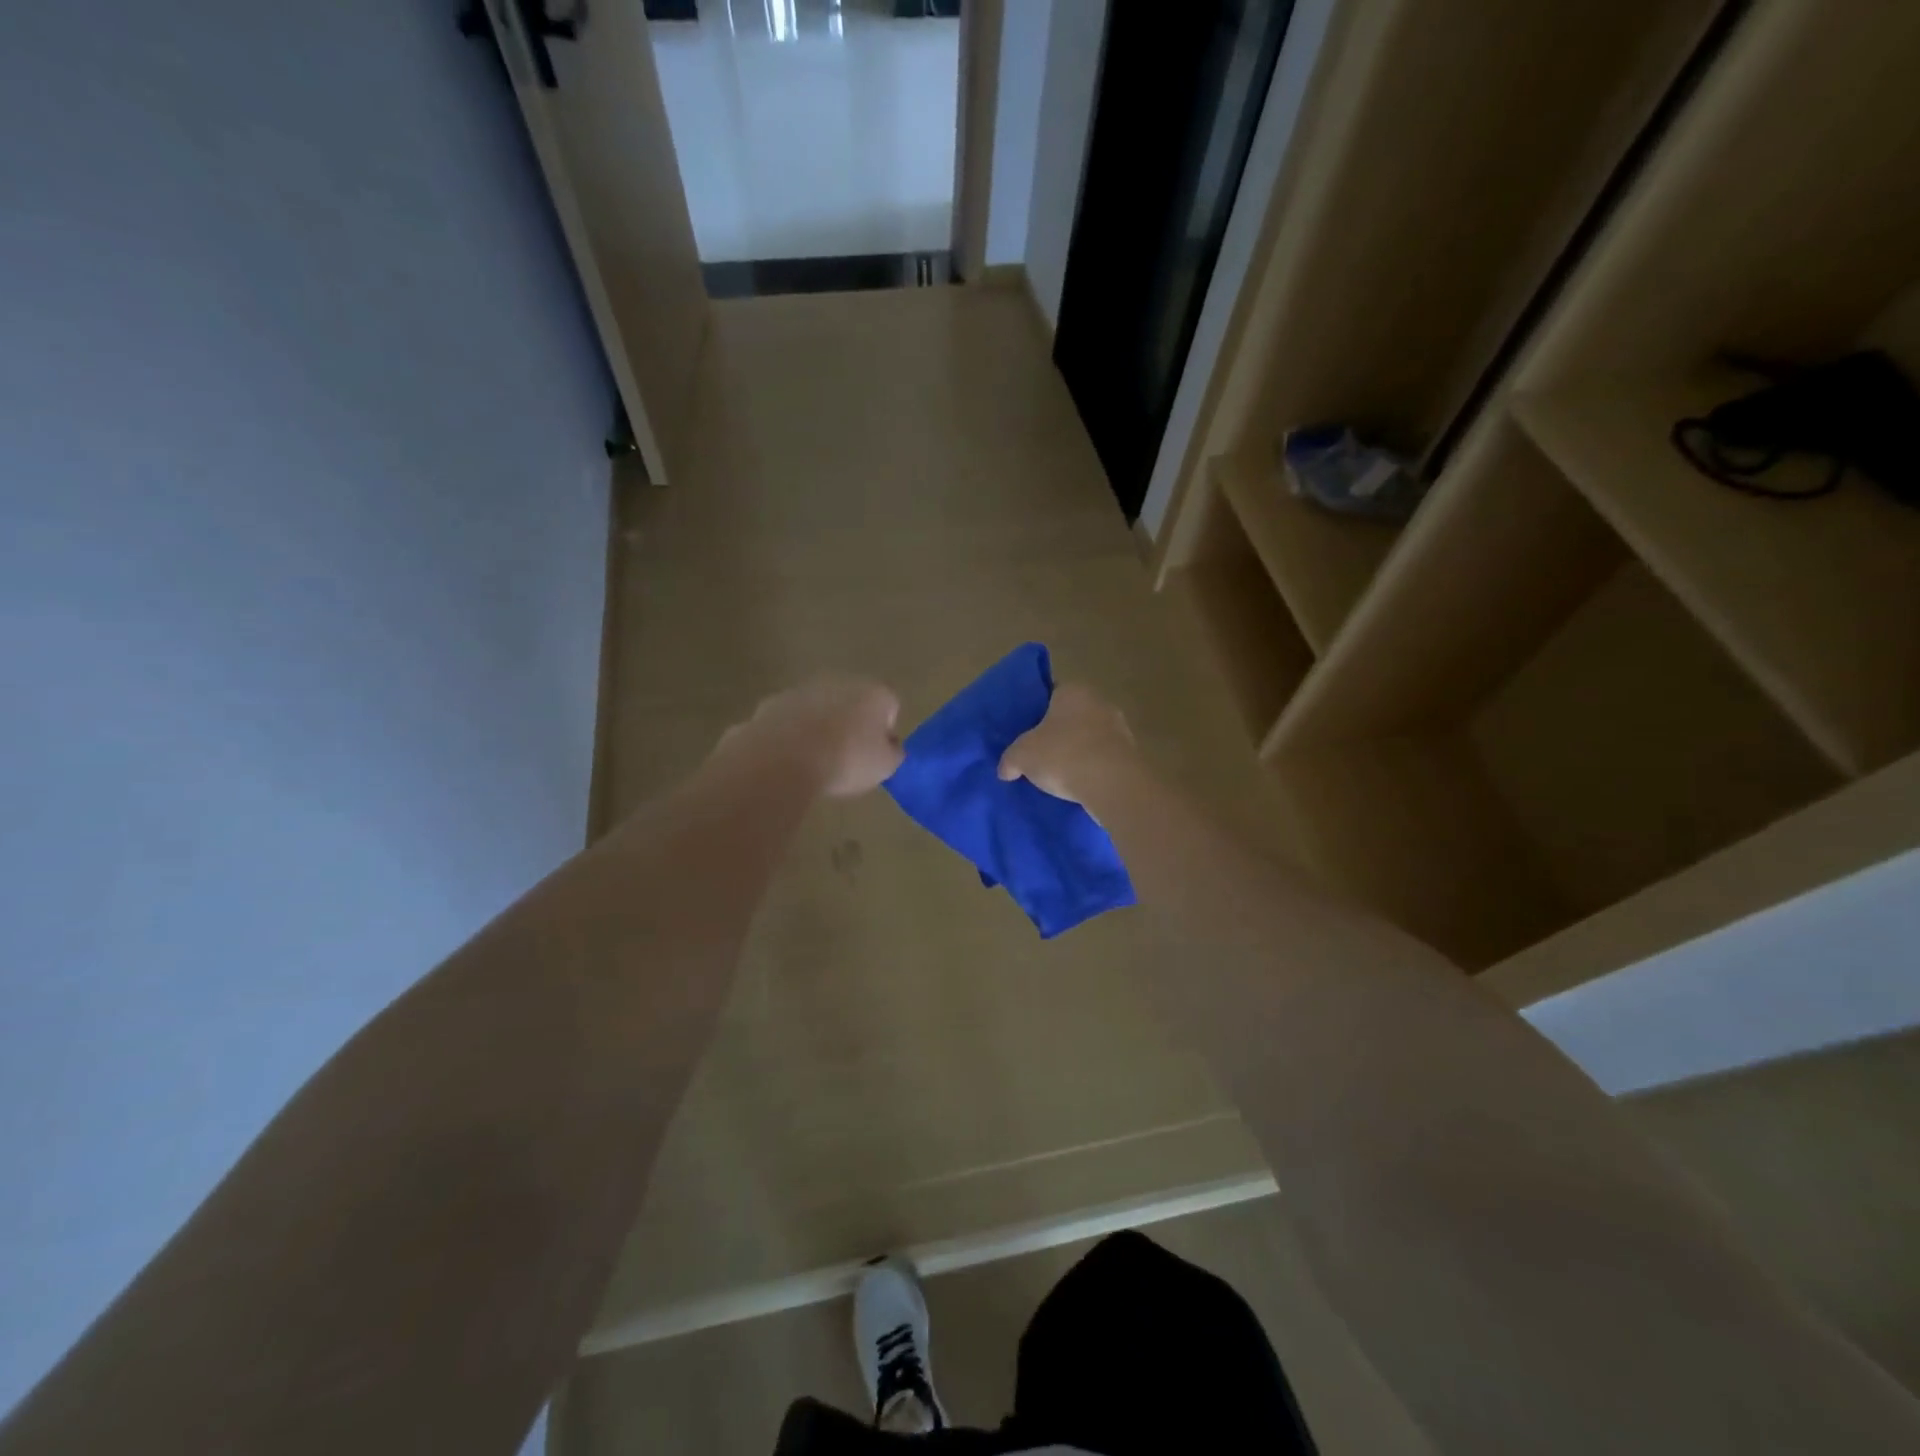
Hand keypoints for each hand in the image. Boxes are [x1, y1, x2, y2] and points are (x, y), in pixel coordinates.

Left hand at [718, 675, 904, 797]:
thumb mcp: (885, 766)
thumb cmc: (846, 760)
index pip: (890, 706)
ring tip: (815, 761)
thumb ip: (893, 753)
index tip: (875, 755)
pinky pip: (790, 721)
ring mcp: (801, 690)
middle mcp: (839, 682)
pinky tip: (790, 760)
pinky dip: (791, 735)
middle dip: (851, 724)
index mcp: (874, 693)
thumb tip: (890, 747)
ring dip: (819, 728)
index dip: (885, 731)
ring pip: (818, 709)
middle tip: (847, 757)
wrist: (783, 758)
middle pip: (852, 702)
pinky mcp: (771, 704)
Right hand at [998, 682, 1136, 805]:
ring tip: (1058, 774)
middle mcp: (1100, 703)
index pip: (1051, 693)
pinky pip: (1103, 759)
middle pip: (1072, 716)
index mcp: (1073, 691)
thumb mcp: (1022, 756)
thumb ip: (1010, 759)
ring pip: (1089, 738)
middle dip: (1057, 733)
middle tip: (1038, 753)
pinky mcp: (1130, 756)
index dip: (1037, 711)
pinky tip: (1078, 785)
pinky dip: (1091, 769)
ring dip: (1076, 752)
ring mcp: (1120, 729)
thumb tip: (1005, 769)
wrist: (1111, 785)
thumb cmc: (1063, 755)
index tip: (1026, 730)